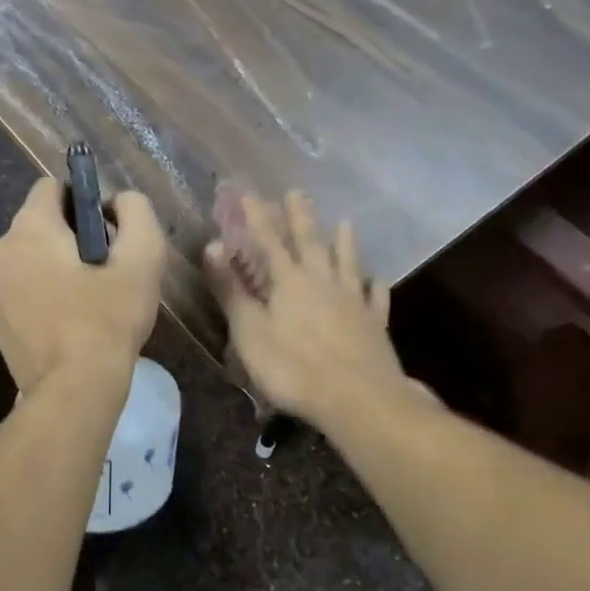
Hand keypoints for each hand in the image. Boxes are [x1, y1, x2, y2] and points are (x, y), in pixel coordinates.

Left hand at [0, 177, 166, 395]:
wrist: (74, 389)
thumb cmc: (108, 317)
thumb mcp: (143, 256)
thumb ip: (135, 211)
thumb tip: (118, 201)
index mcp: (29, 227)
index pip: (51, 187)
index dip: (82, 201)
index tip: (105, 233)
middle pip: (38, 225)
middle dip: (68, 237)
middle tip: (101, 271)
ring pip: (26, 258)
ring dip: (50, 267)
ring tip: (83, 300)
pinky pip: (17, 289)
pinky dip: (37, 294)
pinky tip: (63, 322)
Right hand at [204, 190, 411, 427]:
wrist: (357, 398)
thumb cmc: (293, 367)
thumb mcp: (249, 331)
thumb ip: (231, 289)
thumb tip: (212, 247)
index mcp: (289, 282)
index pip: (269, 241)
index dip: (258, 217)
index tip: (249, 193)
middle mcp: (323, 281)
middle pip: (311, 242)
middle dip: (301, 217)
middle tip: (298, 192)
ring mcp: (353, 301)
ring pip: (348, 262)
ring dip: (345, 241)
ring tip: (345, 222)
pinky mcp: (374, 324)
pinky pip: (375, 297)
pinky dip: (375, 285)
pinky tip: (377, 279)